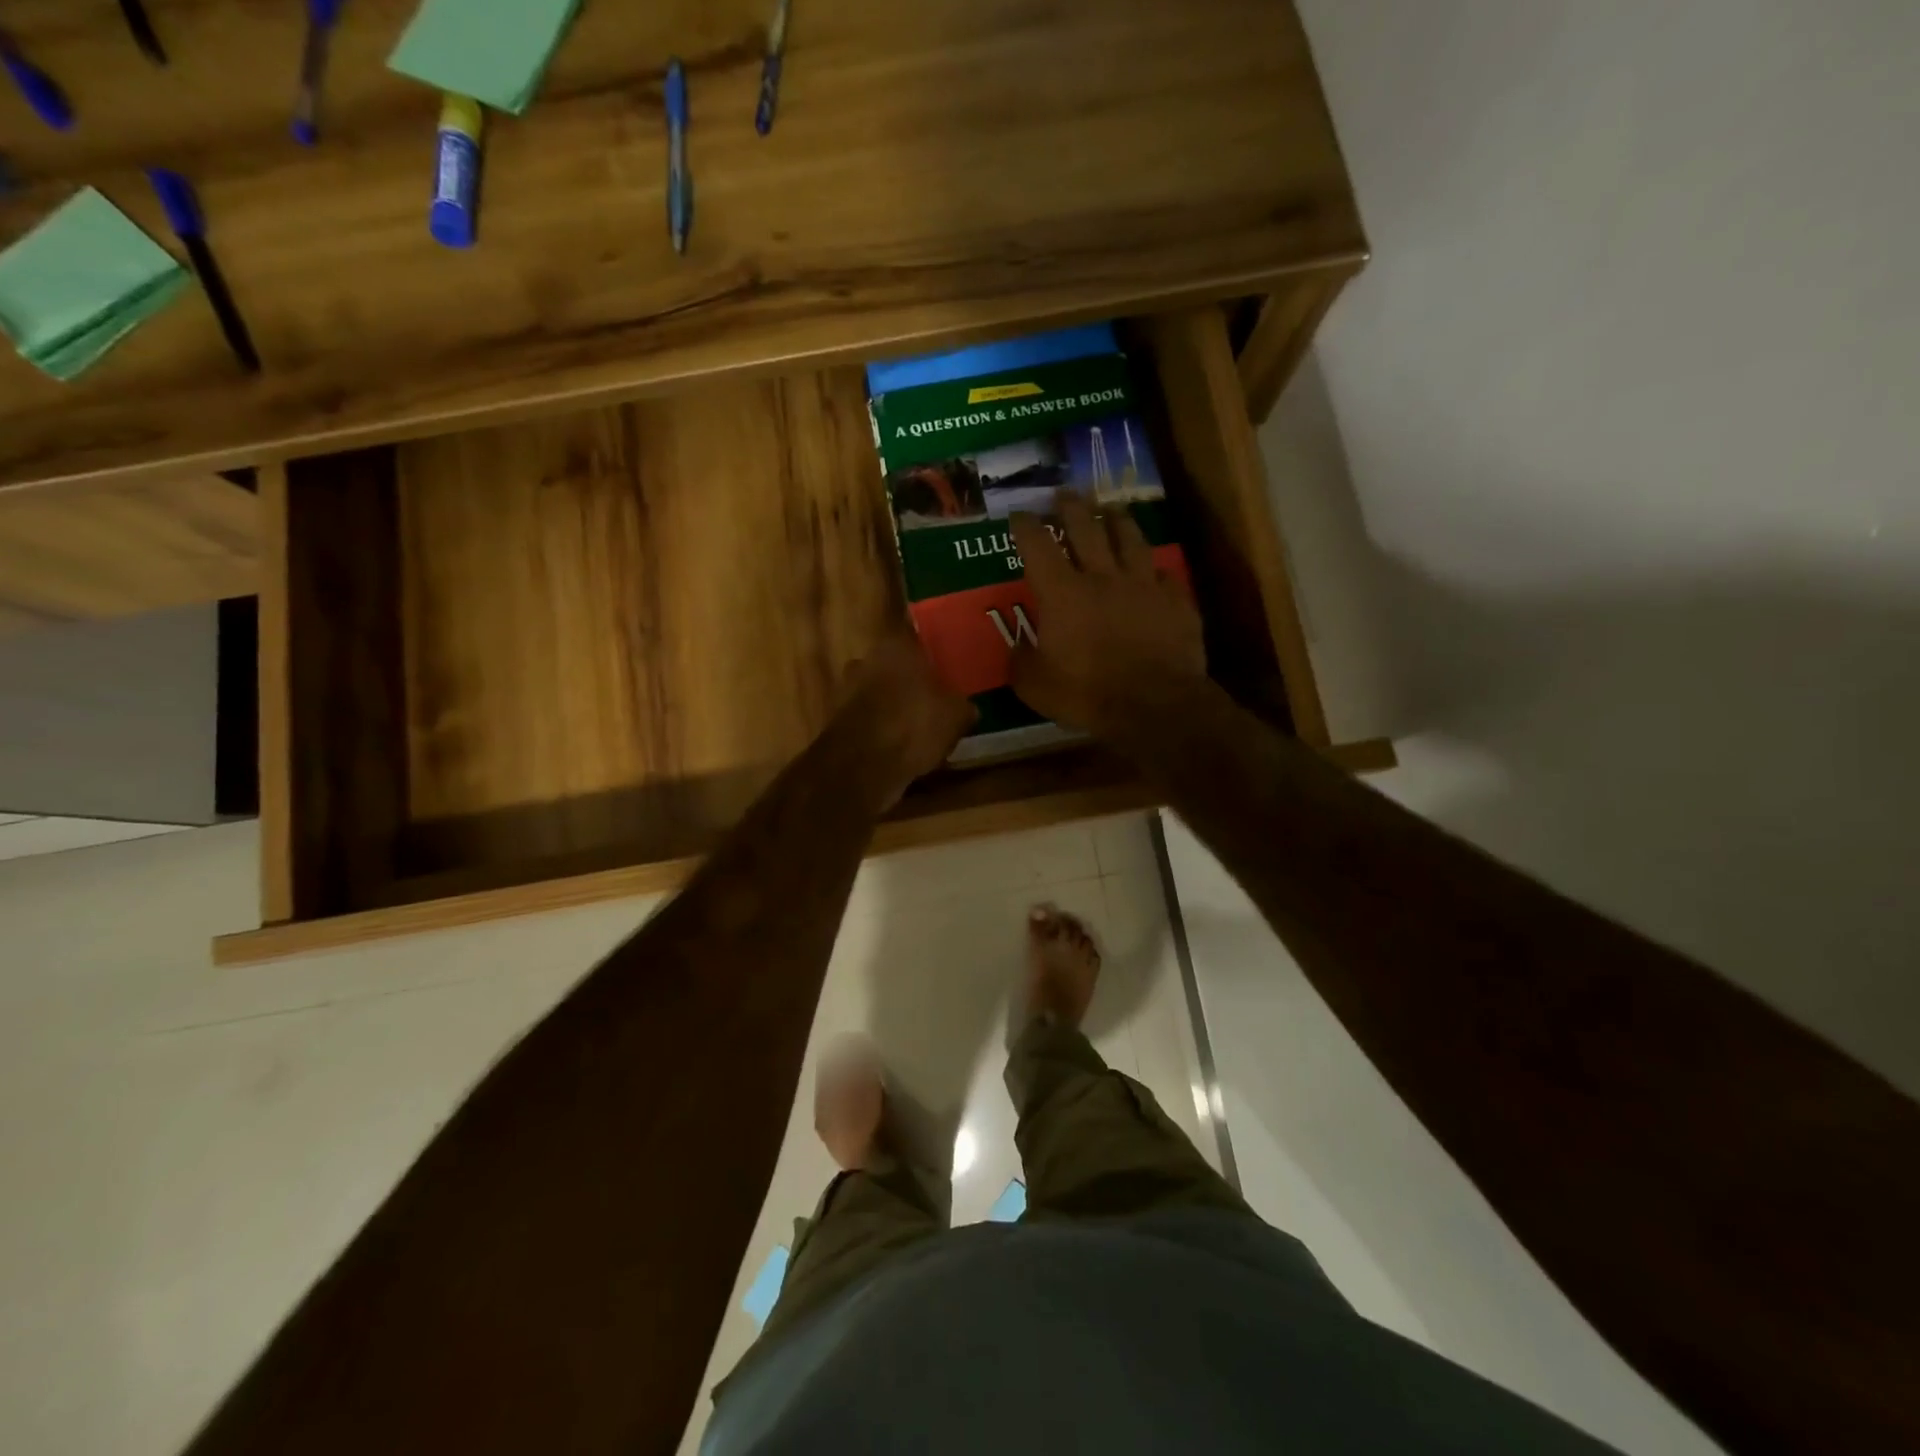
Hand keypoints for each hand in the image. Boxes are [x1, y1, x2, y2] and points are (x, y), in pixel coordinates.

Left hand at [840, 629, 975, 808]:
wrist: (862, 765)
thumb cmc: (913, 725)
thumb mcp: (956, 716)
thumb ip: (963, 706)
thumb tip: (967, 708)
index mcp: (896, 646)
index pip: (915, 636)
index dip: (931, 652)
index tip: (944, 666)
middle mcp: (866, 659)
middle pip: (894, 666)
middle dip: (910, 681)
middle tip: (933, 699)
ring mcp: (847, 689)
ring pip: (878, 692)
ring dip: (893, 706)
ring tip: (916, 728)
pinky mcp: (837, 720)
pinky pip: (868, 718)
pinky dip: (880, 728)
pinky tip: (897, 746)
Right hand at [1007, 491, 1207, 736]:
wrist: (1154, 705)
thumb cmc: (1087, 694)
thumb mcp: (1035, 686)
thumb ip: (1022, 662)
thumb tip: (1018, 648)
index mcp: (1063, 593)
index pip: (1037, 546)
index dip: (1025, 526)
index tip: (1018, 515)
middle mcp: (1102, 577)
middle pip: (1086, 528)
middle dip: (1071, 506)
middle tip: (1064, 493)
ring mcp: (1144, 586)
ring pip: (1130, 540)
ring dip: (1118, 521)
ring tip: (1111, 510)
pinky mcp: (1176, 602)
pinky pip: (1165, 576)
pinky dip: (1156, 571)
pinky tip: (1156, 572)